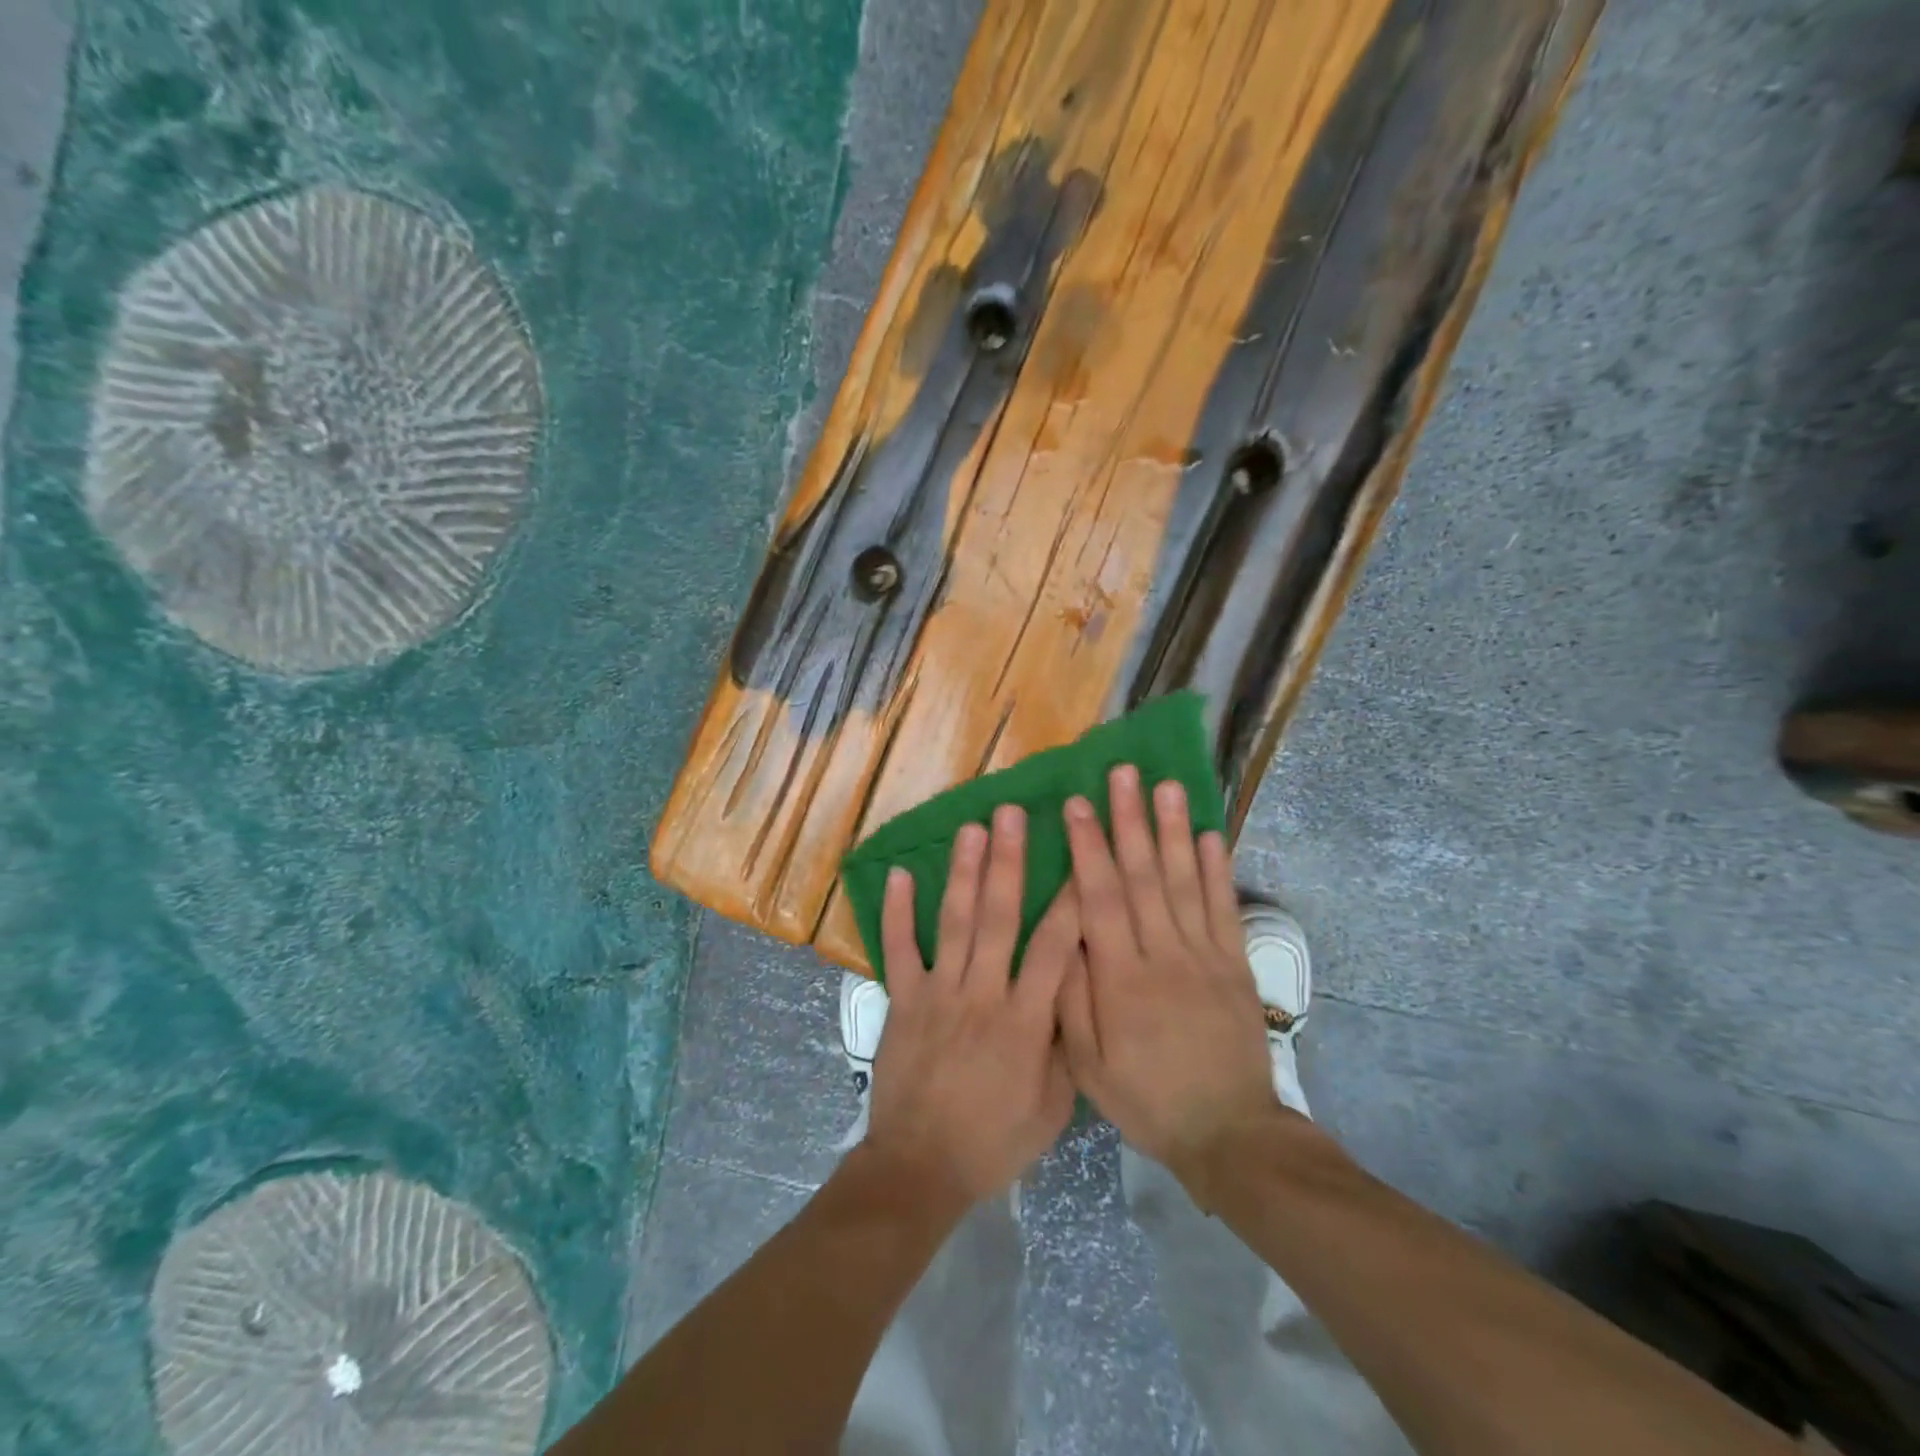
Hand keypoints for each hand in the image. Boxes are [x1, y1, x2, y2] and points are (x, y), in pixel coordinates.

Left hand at [864, 806, 1080, 1209]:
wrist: (921, 1169)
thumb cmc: (993, 1142)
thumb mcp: (1052, 1109)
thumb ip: (1066, 1047)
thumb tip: (1076, 994)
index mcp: (1026, 1022)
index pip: (1054, 948)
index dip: (1070, 900)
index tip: (1080, 855)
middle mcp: (983, 995)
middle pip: (1000, 918)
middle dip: (1009, 862)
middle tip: (1013, 814)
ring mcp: (938, 994)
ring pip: (955, 923)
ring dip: (964, 872)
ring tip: (972, 828)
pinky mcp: (903, 1001)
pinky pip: (899, 950)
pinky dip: (898, 913)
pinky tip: (902, 875)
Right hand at [1058, 766, 1280, 1188]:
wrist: (1227, 1133)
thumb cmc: (1145, 1097)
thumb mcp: (1088, 1064)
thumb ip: (1070, 998)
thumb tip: (1060, 934)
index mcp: (1121, 978)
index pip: (1099, 898)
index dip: (1086, 847)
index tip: (1076, 804)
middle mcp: (1164, 955)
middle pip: (1143, 876)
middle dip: (1130, 820)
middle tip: (1122, 773)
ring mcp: (1205, 956)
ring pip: (1185, 882)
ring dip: (1174, 830)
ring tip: (1166, 786)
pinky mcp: (1235, 965)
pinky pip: (1224, 909)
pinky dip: (1218, 870)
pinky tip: (1210, 834)